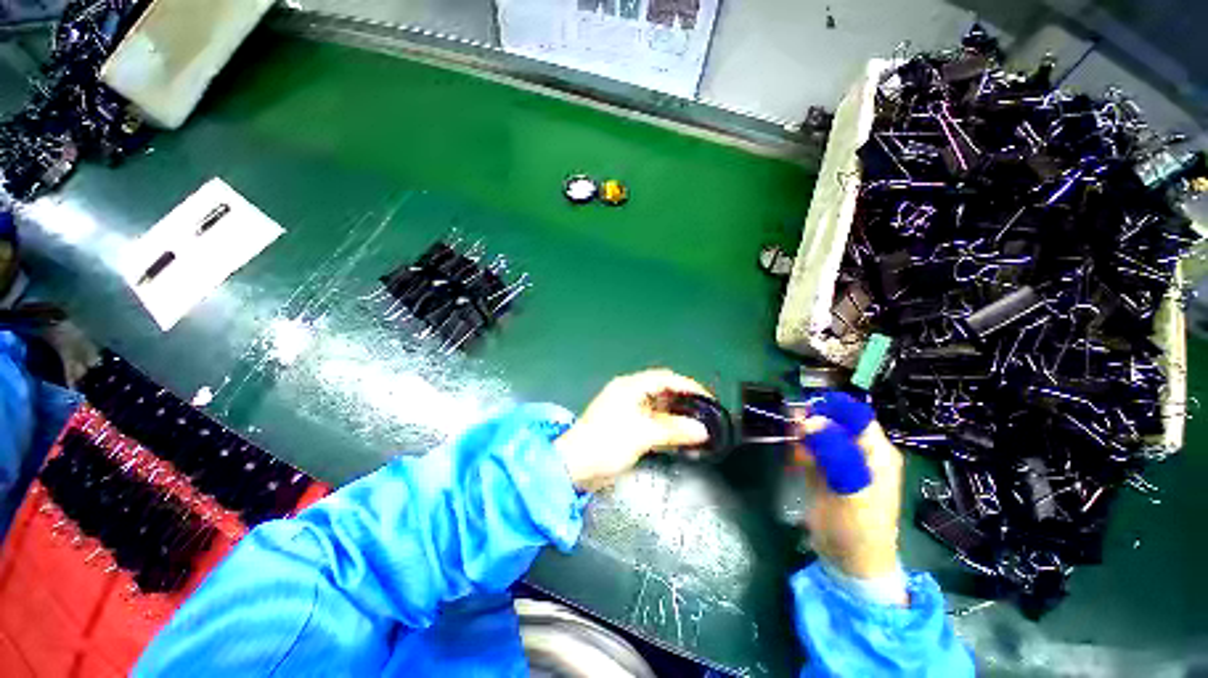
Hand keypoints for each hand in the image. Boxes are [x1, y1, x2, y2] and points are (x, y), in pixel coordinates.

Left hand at [555, 369, 710, 491]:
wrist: (575, 466)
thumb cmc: (607, 443)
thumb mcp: (642, 434)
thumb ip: (673, 430)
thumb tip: (702, 430)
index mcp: (630, 387)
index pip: (665, 378)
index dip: (688, 386)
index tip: (708, 399)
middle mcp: (629, 394)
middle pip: (663, 391)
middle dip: (685, 401)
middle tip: (705, 415)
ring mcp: (627, 411)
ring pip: (658, 408)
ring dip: (677, 417)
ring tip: (697, 428)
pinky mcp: (626, 427)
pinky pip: (652, 422)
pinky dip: (667, 428)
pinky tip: (680, 438)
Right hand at [791, 395, 903, 581]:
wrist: (849, 560)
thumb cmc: (860, 525)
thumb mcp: (851, 487)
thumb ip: (833, 452)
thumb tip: (811, 420)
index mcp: (876, 452)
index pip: (856, 416)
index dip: (833, 408)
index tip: (807, 407)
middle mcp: (859, 452)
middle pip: (833, 423)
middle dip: (813, 418)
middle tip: (793, 423)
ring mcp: (839, 462)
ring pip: (818, 435)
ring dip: (802, 432)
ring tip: (790, 437)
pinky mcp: (822, 472)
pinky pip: (808, 450)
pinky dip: (798, 447)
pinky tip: (792, 454)